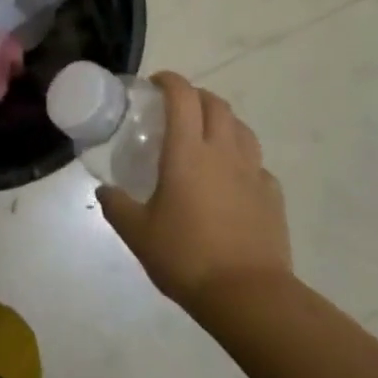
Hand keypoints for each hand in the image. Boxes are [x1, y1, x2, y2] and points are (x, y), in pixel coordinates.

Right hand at [96, 72, 291, 310]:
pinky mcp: (272, 195)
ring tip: (207, 137)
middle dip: (196, 96)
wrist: (248, 296)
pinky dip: (243, 160)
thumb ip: (117, 207)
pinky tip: (232, 179)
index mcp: (188, 152)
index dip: (170, 81)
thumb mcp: (138, 234)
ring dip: (223, 122)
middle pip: (216, 104)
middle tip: (177, 109)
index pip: (182, 97)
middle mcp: (223, 152)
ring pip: (242, 128)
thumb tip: (104, 192)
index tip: (155, 84)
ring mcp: (253, 172)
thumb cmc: (187, 257)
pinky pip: (258, 164)